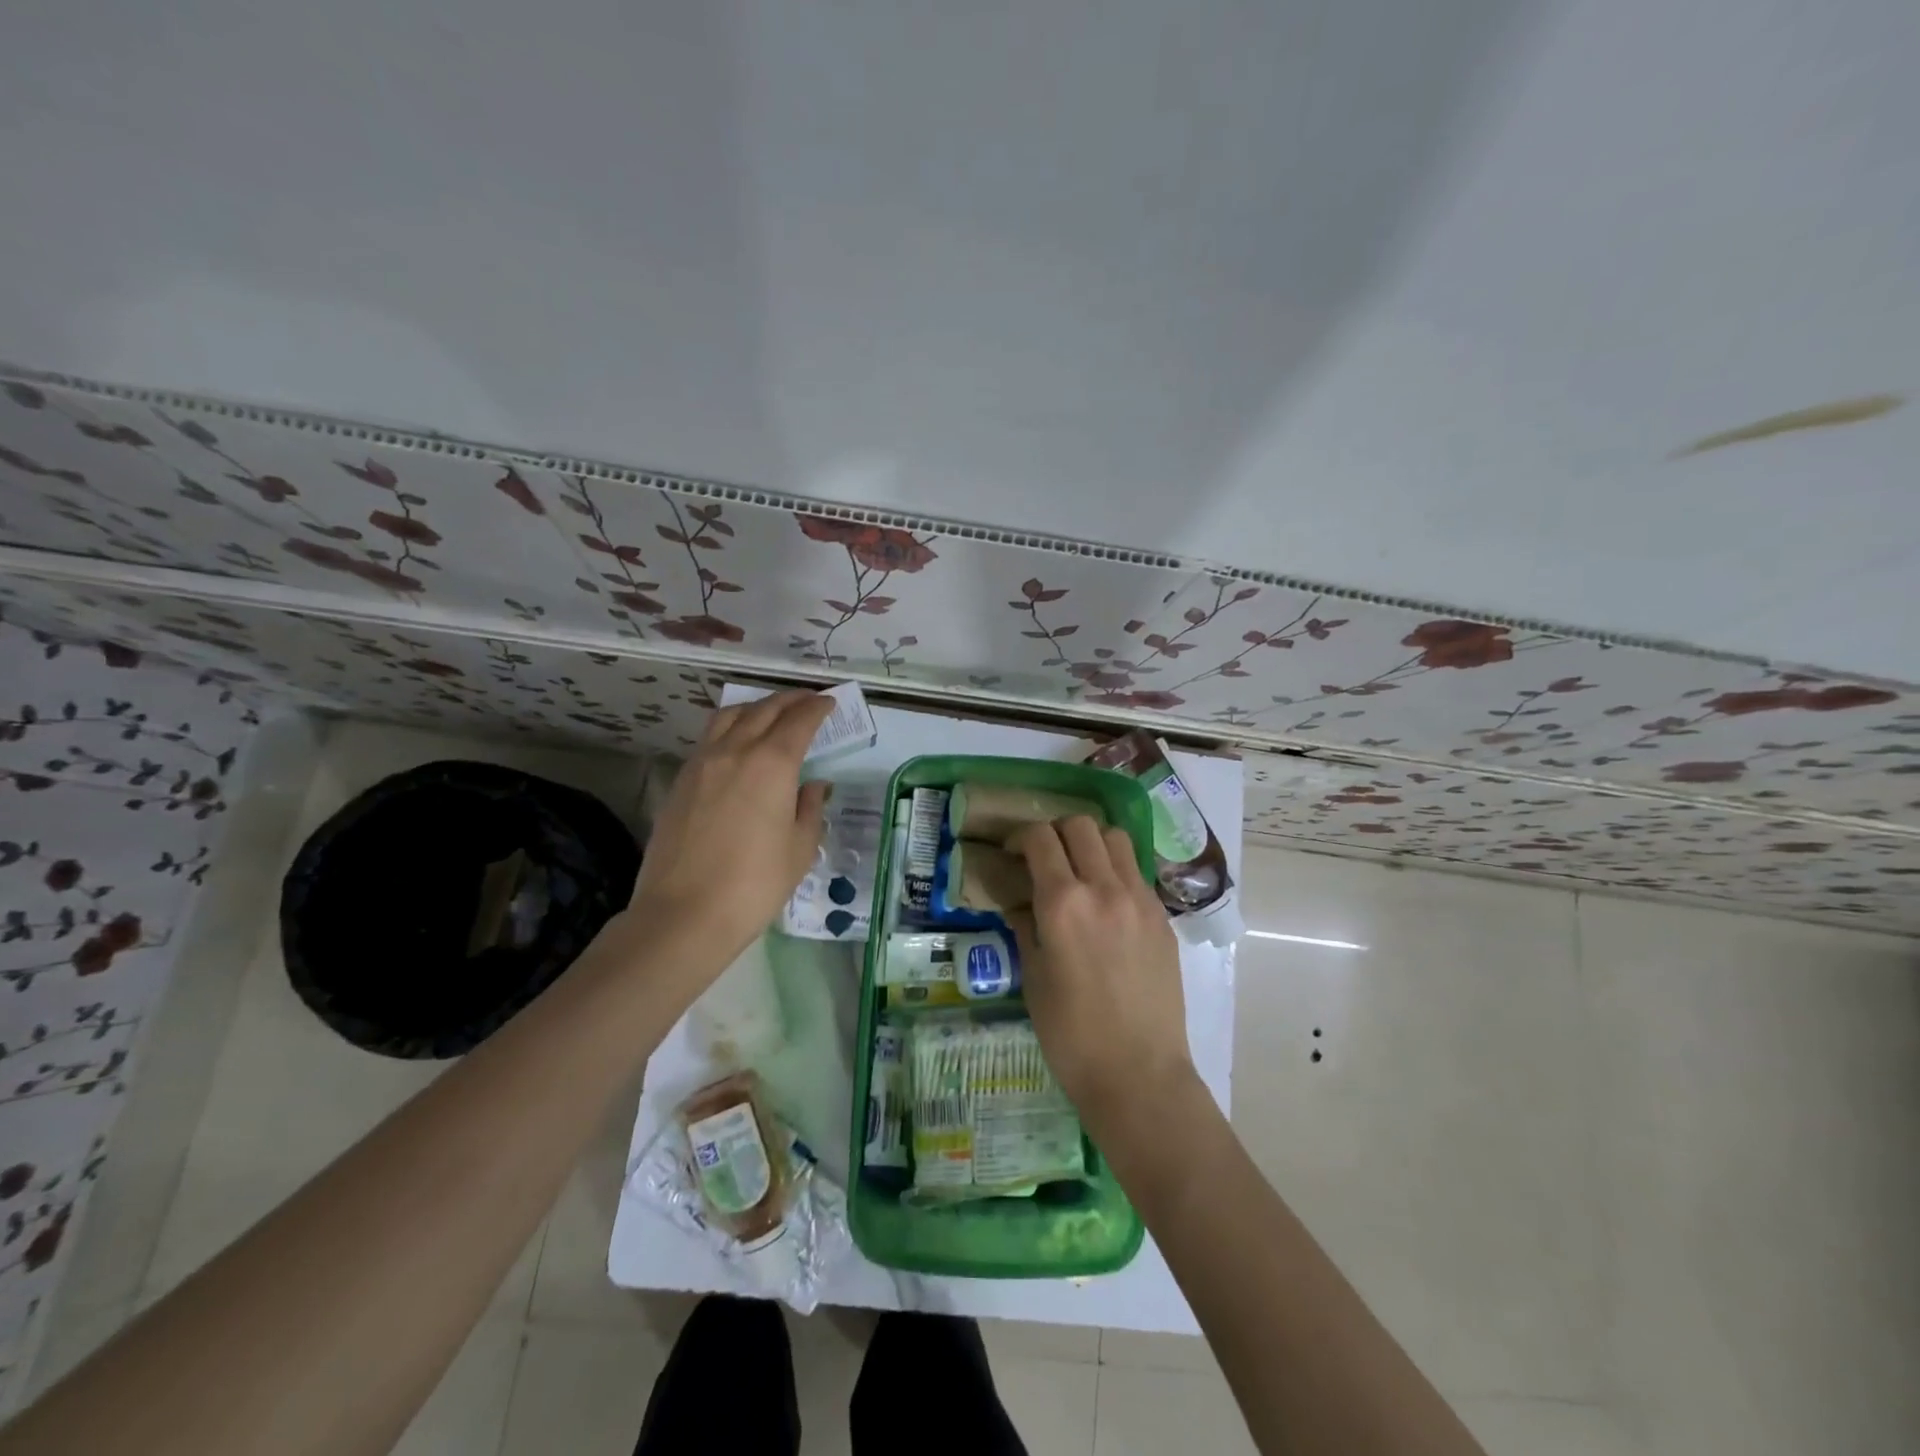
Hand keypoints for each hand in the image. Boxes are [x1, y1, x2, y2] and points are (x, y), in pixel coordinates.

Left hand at [627, 690, 833, 970]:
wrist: (684, 914)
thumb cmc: (755, 884)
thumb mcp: (799, 849)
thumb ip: (809, 809)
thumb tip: (811, 787)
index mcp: (772, 763)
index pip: (799, 721)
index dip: (817, 708)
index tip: (829, 703)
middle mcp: (735, 751)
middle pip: (764, 710)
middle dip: (789, 700)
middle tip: (807, 700)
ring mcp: (702, 763)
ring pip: (730, 716)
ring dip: (755, 707)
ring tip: (770, 713)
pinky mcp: (681, 781)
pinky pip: (709, 738)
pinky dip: (731, 728)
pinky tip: (738, 744)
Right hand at [1010, 817, 1196, 1131]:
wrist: (1139, 1074)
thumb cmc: (1071, 1035)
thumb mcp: (1033, 978)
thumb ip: (1025, 926)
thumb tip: (1018, 902)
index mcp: (1063, 903)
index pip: (1040, 839)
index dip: (1019, 837)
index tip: (1011, 852)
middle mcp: (1104, 888)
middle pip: (1080, 825)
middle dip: (1055, 831)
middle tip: (1043, 856)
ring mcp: (1139, 899)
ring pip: (1115, 838)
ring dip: (1090, 842)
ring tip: (1078, 869)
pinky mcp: (1162, 917)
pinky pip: (1136, 871)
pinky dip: (1115, 869)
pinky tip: (1105, 901)